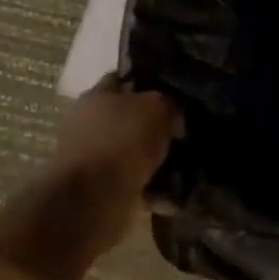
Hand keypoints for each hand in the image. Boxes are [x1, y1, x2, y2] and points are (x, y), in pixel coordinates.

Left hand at [47, 75, 180, 248]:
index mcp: (96, 97)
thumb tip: (173, 116)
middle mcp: (90, 125)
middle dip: (159, 129)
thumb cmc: (122, 142)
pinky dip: (154, 192)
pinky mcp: (101, 190)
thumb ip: (169, 104)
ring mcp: (94, 159)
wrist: (92, 200)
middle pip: (132, 120)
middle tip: (187, 136)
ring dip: (160, 164)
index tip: (177, 95)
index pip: (123, 79)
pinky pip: (136, 185)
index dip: (150, 84)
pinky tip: (174, 198)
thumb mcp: (157, 109)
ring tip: (187, 171)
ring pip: (136, 155)